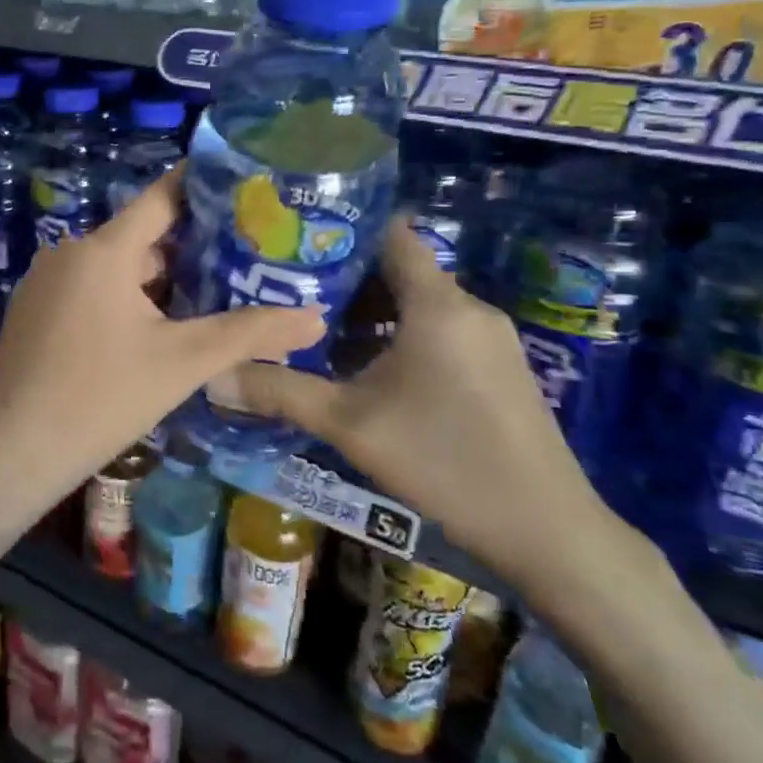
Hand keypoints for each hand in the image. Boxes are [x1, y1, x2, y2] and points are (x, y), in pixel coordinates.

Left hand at [0, 168, 323, 507]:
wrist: (16, 448)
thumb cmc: (102, 396)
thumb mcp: (182, 362)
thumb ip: (249, 334)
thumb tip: (316, 317)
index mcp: (103, 250)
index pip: (160, 199)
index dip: (200, 187)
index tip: (239, 181)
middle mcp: (70, 252)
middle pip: (140, 237)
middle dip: (189, 246)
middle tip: (242, 254)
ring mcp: (46, 280)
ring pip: (115, 267)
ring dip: (157, 278)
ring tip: (209, 291)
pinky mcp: (34, 308)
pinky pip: (89, 288)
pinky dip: (124, 297)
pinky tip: (154, 325)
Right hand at [233, 221, 628, 595]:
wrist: (549, 532)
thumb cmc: (444, 461)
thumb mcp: (349, 424)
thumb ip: (279, 392)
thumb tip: (212, 375)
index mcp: (437, 304)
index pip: (389, 235)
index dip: (342, 230)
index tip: (293, 238)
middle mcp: (467, 308)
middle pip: (398, 271)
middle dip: (341, 278)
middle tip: (285, 287)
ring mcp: (489, 339)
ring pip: (416, 305)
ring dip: (367, 312)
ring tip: (311, 326)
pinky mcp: (498, 368)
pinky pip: (437, 331)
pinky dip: (397, 335)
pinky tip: (361, 368)